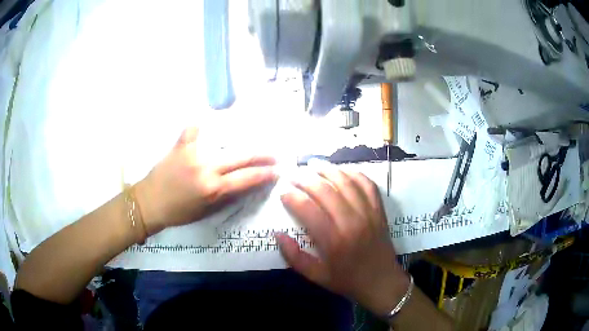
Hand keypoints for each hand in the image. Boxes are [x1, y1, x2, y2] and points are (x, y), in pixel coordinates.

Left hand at [135, 127, 276, 234]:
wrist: (149, 203)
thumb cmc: (178, 213)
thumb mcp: (206, 211)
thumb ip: (226, 197)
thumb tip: (244, 185)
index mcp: (214, 188)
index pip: (247, 179)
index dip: (265, 174)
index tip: (277, 171)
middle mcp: (207, 168)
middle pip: (241, 158)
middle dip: (262, 156)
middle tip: (274, 155)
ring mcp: (193, 153)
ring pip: (222, 140)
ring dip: (240, 139)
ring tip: (252, 135)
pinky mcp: (180, 145)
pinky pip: (192, 129)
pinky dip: (199, 122)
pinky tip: (206, 114)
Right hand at [276, 168, 408, 315]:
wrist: (381, 281)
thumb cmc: (348, 280)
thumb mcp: (317, 276)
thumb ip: (295, 257)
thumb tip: (278, 234)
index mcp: (334, 241)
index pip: (309, 210)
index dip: (293, 198)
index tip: (283, 192)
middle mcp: (352, 222)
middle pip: (326, 191)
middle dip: (306, 178)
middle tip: (293, 174)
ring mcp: (369, 213)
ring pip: (347, 182)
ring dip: (329, 169)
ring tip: (313, 164)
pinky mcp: (379, 210)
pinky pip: (368, 185)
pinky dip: (355, 173)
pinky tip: (342, 170)